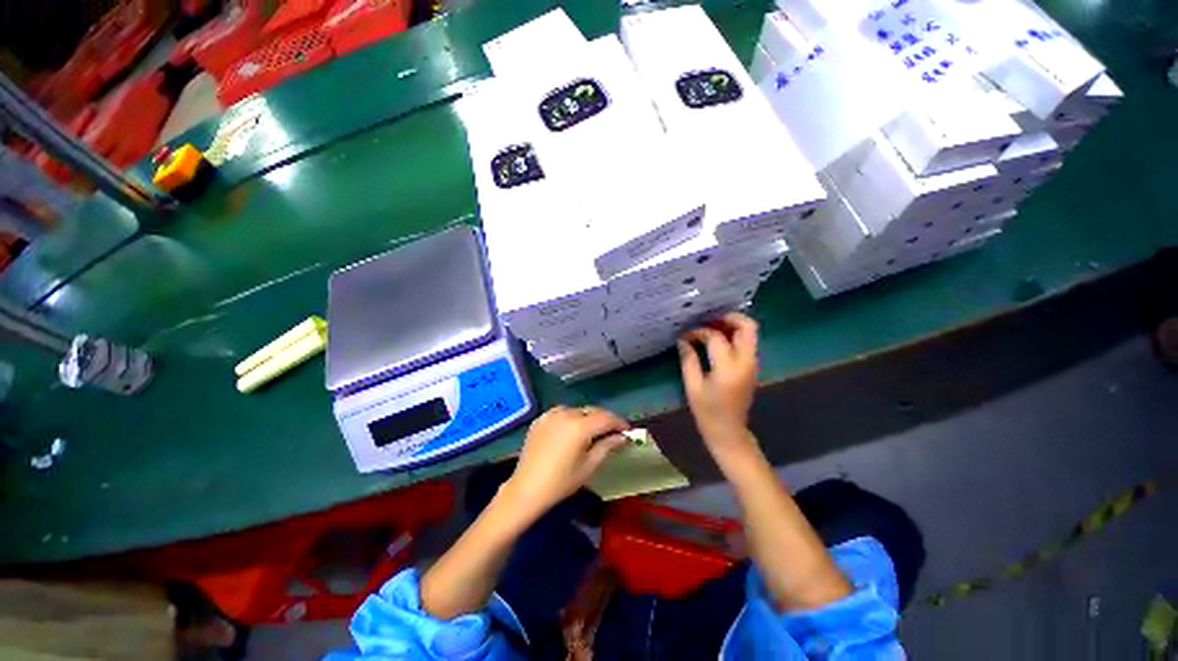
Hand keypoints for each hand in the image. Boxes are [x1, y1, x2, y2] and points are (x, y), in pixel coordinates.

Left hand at [503, 406, 629, 517]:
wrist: (527, 488)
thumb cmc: (561, 481)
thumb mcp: (589, 465)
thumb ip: (607, 446)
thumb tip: (622, 437)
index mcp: (580, 426)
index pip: (606, 418)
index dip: (619, 423)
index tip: (627, 430)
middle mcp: (566, 413)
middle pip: (592, 411)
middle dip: (605, 419)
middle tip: (614, 431)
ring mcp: (551, 414)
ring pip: (577, 410)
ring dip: (588, 418)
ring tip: (593, 431)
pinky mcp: (541, 418)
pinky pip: (562, 413)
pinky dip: (571, 418)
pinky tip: (573, 430)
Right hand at [678, 313, 759, 454]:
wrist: (729, 432)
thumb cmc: (707, 412)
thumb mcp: (693, 386)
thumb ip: (689, 359)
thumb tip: (683, 339)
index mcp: (728, 368)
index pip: (716, 338)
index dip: (698, 332)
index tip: (685, 335)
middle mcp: (746, 362)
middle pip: (747, 327)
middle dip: (728, 318)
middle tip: (707, 319)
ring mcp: (752, 364)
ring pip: (750, 333)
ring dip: (731, 325)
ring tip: (709, 326)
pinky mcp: (752, 367)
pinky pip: (747, 343)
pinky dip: (734, 335)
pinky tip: (716, 339)